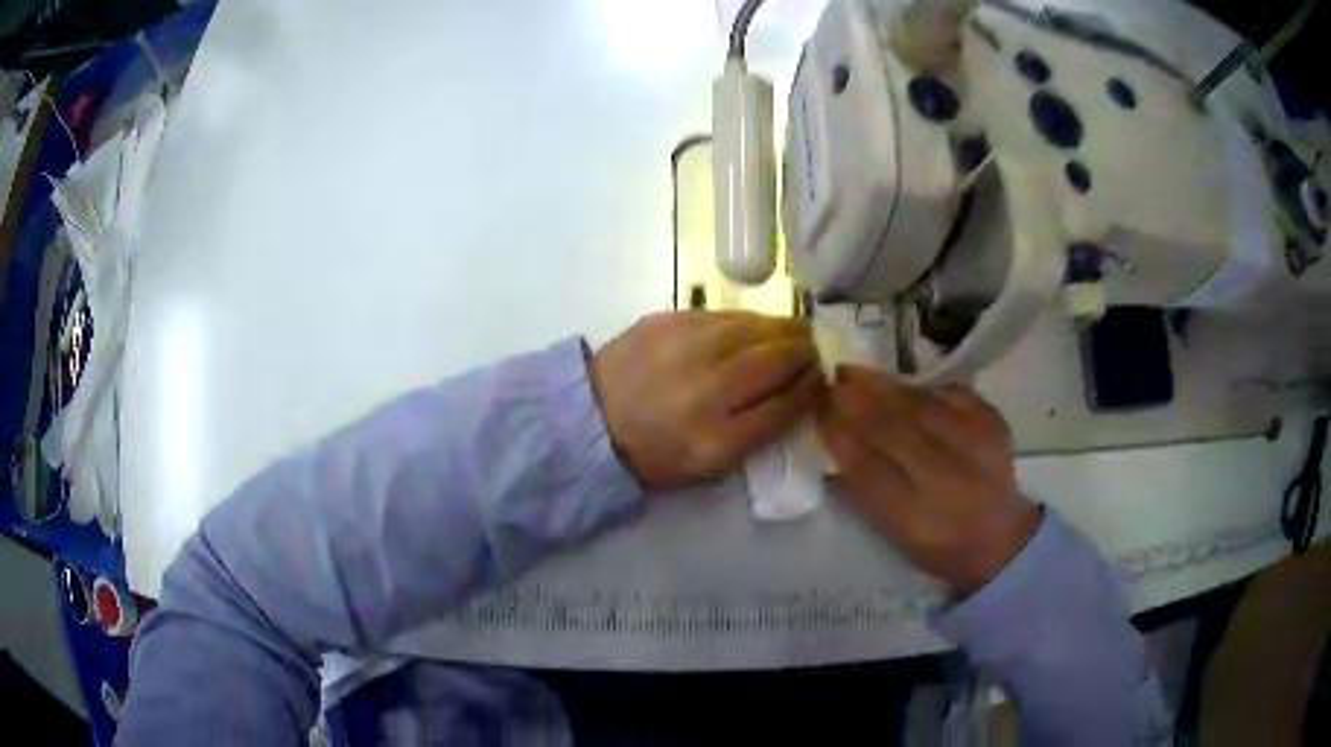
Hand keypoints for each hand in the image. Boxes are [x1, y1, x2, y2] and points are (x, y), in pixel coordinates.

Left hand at [591, 311, 822, 490]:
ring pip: (754, 328)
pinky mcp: (668, 321)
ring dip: (784, 328)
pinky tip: (756, 325)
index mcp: (715, 440)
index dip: (810, 390)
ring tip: (796, 331)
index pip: (784, 408)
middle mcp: (706, 391)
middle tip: (816, 349)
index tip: (821, 380)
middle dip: (804, 353)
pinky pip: (725, 314)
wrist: (589, 420)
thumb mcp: (706, 467)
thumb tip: (794, 395)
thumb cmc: (652, 452)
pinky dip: (749, 320)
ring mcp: (686, 348)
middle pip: (775, 362)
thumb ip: (755, 435)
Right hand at [817, 367, 1039, 595]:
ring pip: (924, 407)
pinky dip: (925, 386)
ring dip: (886, 387)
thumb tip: (832, 441)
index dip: (840, 436)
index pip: (869, 470)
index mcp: (917, 520)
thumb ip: (862, 492)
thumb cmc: (936, 542)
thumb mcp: (893, 533)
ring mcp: (979, 449)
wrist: (999, 539)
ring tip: (856, 373)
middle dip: (858, 402)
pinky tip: (904, 383)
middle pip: (897, 432)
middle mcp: (950, 484)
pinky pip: (954, 394)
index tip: (816, 409)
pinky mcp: (995, 425)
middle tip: (831, 380)